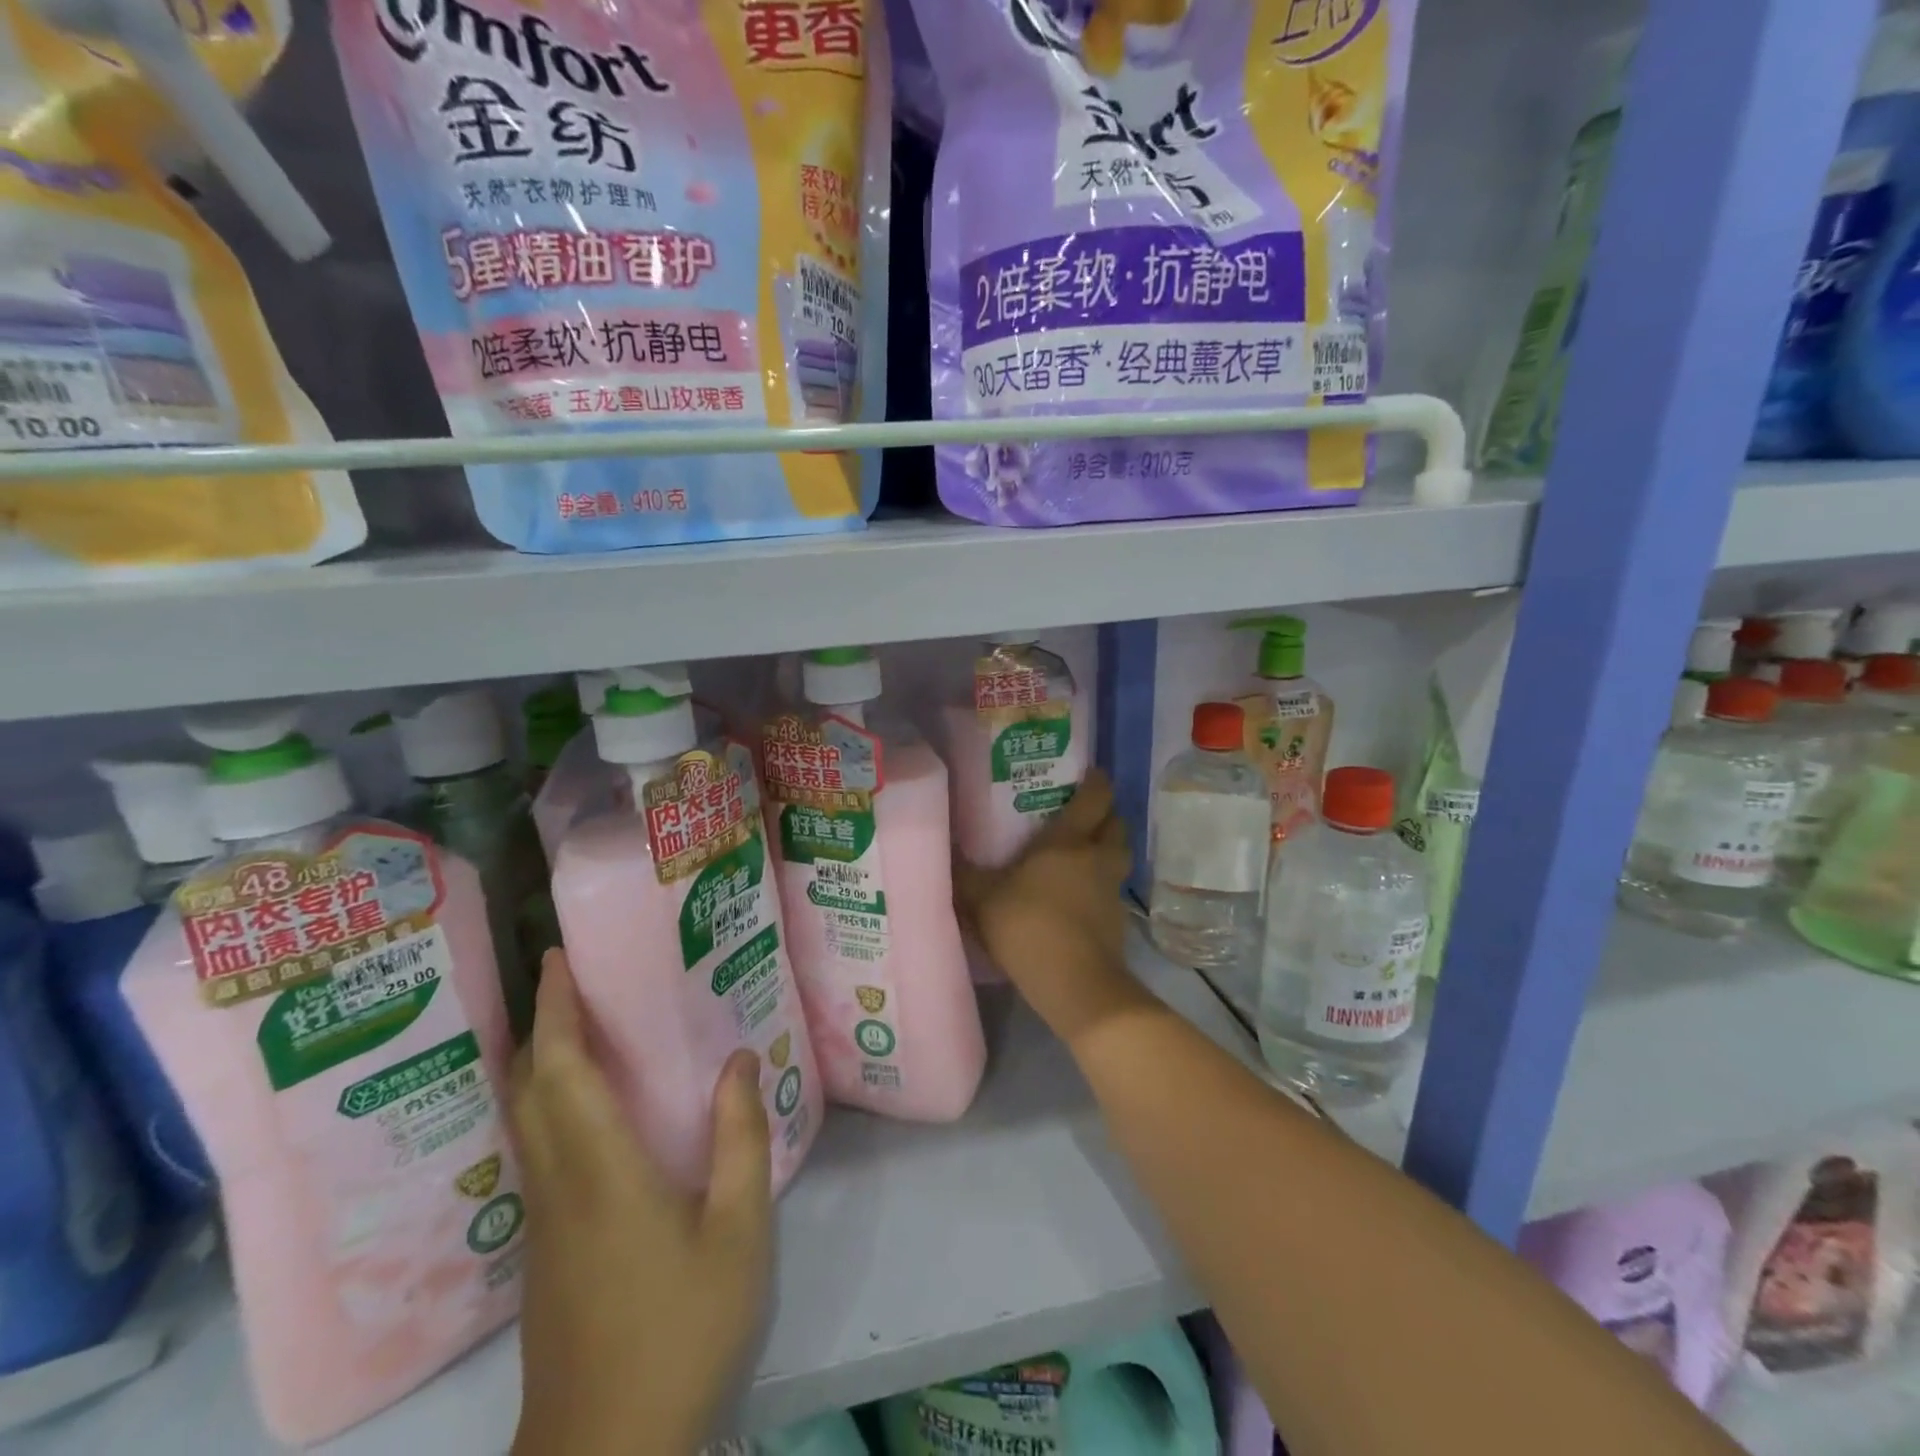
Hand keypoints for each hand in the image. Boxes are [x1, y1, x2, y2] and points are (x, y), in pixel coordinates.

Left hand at [510, 950, 771, 1455]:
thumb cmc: (681, 1333)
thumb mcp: (739, 1232)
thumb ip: (741, 1139)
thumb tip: (739, 1061)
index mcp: (601, 1171)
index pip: (562, 1070)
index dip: (556, 1009)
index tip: (556, 958)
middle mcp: (558, 1185)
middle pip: (529, 1090)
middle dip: (541, 1025)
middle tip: (569, 979)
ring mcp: (543, 1224)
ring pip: (526, 1123)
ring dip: (541, 1065)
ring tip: (579, 1028)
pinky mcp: (545, 1254)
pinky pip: (539, 1154)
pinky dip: (551, 1107)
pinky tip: (591, 1114)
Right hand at [954, 768, 1145, 1045]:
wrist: (1075, 984)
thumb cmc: (1028, 927)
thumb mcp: (983, 899)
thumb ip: (964, 875)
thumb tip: (944, 850)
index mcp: (1068, 842)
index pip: (1093, 799)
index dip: (1096, 782)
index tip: (1092, 773)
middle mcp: (1097, 858)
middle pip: (1116, 824)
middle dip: (1107, 815)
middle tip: (1086, 814)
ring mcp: (1111, 891)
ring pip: (1119, 857)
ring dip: (1109, 849)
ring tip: (1087, 853)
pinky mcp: (1117, 922)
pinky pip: (1113, 890)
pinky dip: (1102, 886)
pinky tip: (1082, 896)